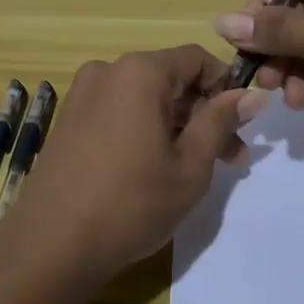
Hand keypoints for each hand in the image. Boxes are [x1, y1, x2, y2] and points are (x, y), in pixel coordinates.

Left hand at [12, 46, 268, 288]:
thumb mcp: (190, 166)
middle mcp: (108, 71)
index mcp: (140, 72)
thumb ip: (220, 122)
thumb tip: (253, 94)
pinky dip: (146, 129)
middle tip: (232, 157)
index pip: (197, 58)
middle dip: (204, 113)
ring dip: (177, 125)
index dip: (226, 86)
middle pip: (171, 78)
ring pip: (145, 98)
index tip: (243, 124)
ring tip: (199, 169)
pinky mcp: (70, 120)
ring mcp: (84, 95)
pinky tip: (157, 167)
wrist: (51, 245)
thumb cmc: (131, 203)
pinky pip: (120, 111)